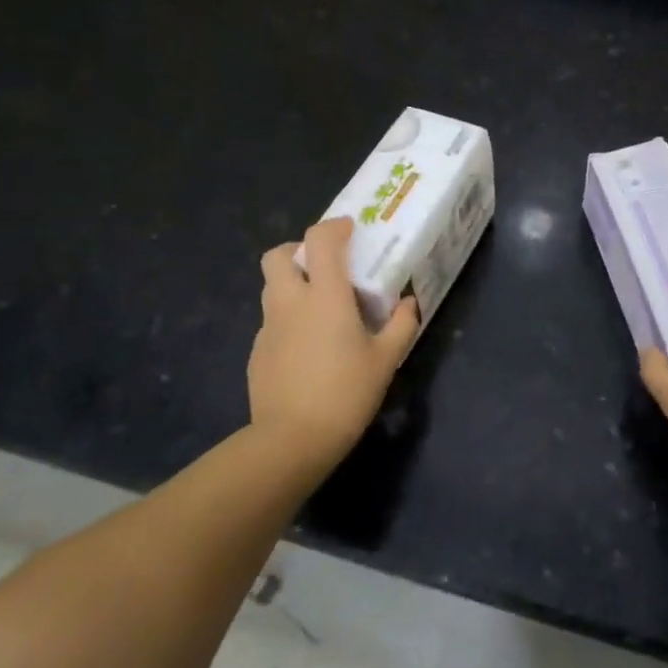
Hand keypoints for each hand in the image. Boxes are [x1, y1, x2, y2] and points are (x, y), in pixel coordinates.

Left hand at [250, 217, 420, 466]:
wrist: (291, 440)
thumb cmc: (345, 393)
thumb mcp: (385, 360)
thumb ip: (401, 326)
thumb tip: (410, 304)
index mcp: (324, 296)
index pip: (319, 240)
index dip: (333, 227)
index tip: (350, 231)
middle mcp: (290, 302)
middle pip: (278, 256)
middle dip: (298, 251)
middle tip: (324, 267)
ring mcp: (268, 327)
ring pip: (272, 288)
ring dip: (293, 284)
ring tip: (320, 307)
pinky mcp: (257, 352)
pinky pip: (272, 321)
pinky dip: (288, 319)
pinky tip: (308, 347)